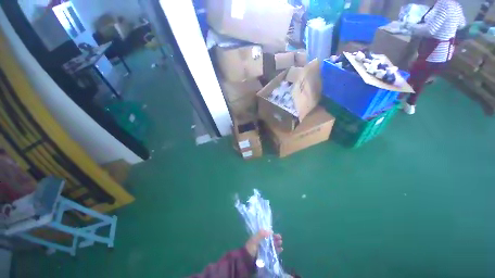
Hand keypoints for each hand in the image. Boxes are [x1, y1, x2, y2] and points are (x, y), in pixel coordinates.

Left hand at [245, 230, 282, 257]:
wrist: (247, 261)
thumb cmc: (250, 248)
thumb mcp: (254, 239)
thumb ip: (261, 234)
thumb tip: (271, 231)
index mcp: (258, 237)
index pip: (266, 234)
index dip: (271, 233)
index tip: (275, 233)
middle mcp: (262, 242)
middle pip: (270, 239)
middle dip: (275, 238)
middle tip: (280, 238)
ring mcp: (264, 249)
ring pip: (272, 245)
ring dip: (277, 244)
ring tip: (281, 244)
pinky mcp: (266, 256)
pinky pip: (273, 252)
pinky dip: (277, 250)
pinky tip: (281, 249)